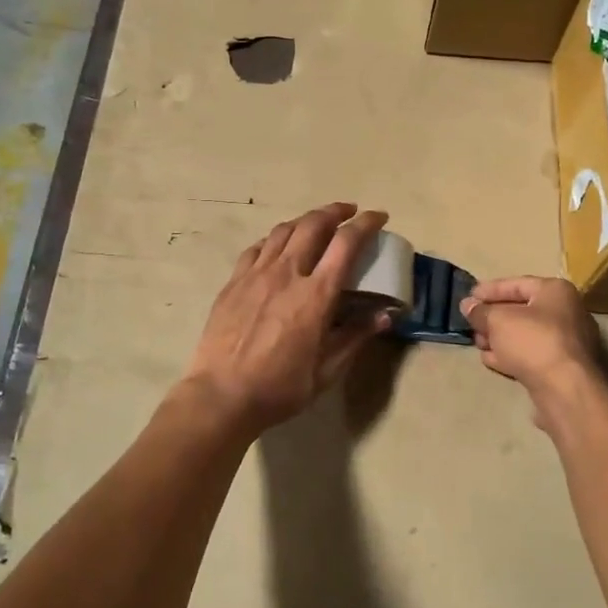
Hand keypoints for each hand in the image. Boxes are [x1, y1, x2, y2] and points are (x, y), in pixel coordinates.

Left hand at [183, 202, 391, 432]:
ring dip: (305, 219)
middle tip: (349, 212)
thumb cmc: (280, 387)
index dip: (366, 224)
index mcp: (316, 295)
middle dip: (335, 211)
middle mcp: (287, 273)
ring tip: (317, 222)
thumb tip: (385, 315)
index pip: (346, 243)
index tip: (378, 217)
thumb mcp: (327, 370)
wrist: (221, 395)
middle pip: (313, 224)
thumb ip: (356, 337)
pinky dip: (275, 239)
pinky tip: (278, 246)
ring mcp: (256, 274)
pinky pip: (257, 248)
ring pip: (283, 230)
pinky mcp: (234, 282)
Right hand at [461, 277, 603, 404]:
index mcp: (556, 291)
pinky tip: (490, 359)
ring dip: (499, 337)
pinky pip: (531, 354)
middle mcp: (566, 312)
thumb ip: (480, 312)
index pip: (516, 284)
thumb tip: (468, 306)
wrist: (565, 389)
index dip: (489, 290)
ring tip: (477, 343)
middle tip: (471, 323)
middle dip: (492, 317)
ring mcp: (567, 342)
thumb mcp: (498, 320)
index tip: (468, 298)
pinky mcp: (562, 367)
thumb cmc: (533, 341)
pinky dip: (511, 354)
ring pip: (525, 334)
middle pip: (521, 310)